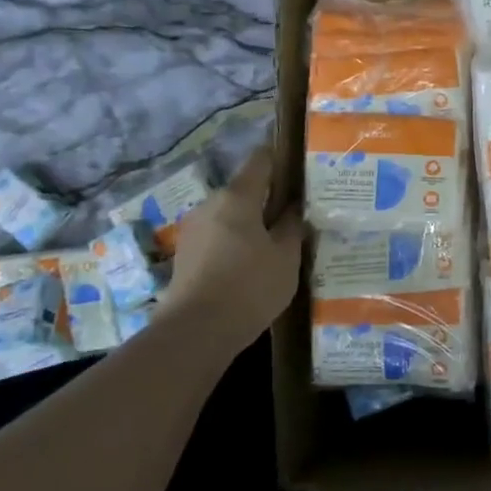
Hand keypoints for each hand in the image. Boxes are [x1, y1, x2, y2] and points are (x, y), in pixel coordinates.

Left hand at [157, 148, 301, 348]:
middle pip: (245, 191)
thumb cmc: (250, 286)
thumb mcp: (286, 256)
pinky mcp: (187, 254)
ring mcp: (194, 229)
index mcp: (237, 197)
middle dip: (270, 200)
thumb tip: (294, 209)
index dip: (282, 159)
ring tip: (279, 245)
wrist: (196, 331)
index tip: (302, 169)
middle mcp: (210, 204)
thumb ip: (293, 227)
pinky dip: (238, 243)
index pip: (261, 160)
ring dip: (253, 224)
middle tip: (298, 217)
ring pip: (232, 216)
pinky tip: (254, 265)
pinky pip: (220, 236)